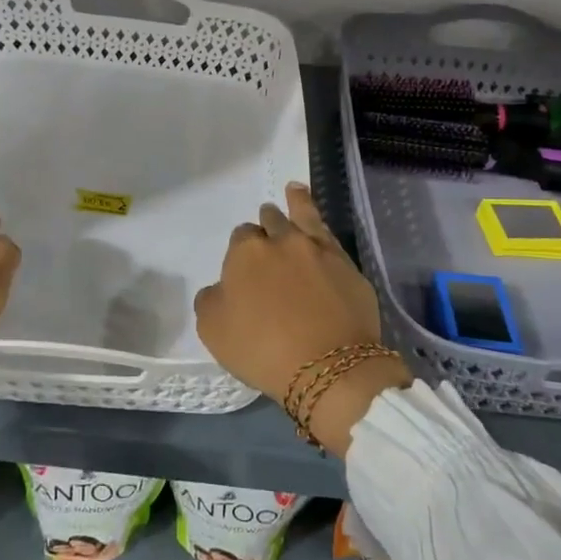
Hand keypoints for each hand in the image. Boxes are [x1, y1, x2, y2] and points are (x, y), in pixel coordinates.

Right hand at [194, 182, 409, 456]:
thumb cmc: (262, 350)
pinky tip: (320, 226)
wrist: (330, 368)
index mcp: (247, 253)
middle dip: (267, 224)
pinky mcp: (349, 267)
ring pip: (305, 216)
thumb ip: (211, 300)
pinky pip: (330, 238)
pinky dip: (321, 225)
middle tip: (267, 227)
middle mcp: (283, 241)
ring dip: (296, 203)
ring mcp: (320, 251)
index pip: (240, 237)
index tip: (244, 266)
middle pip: (272, 222)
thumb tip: (221, 288)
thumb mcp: (214, 331)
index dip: (241, 250)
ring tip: (294, 191)